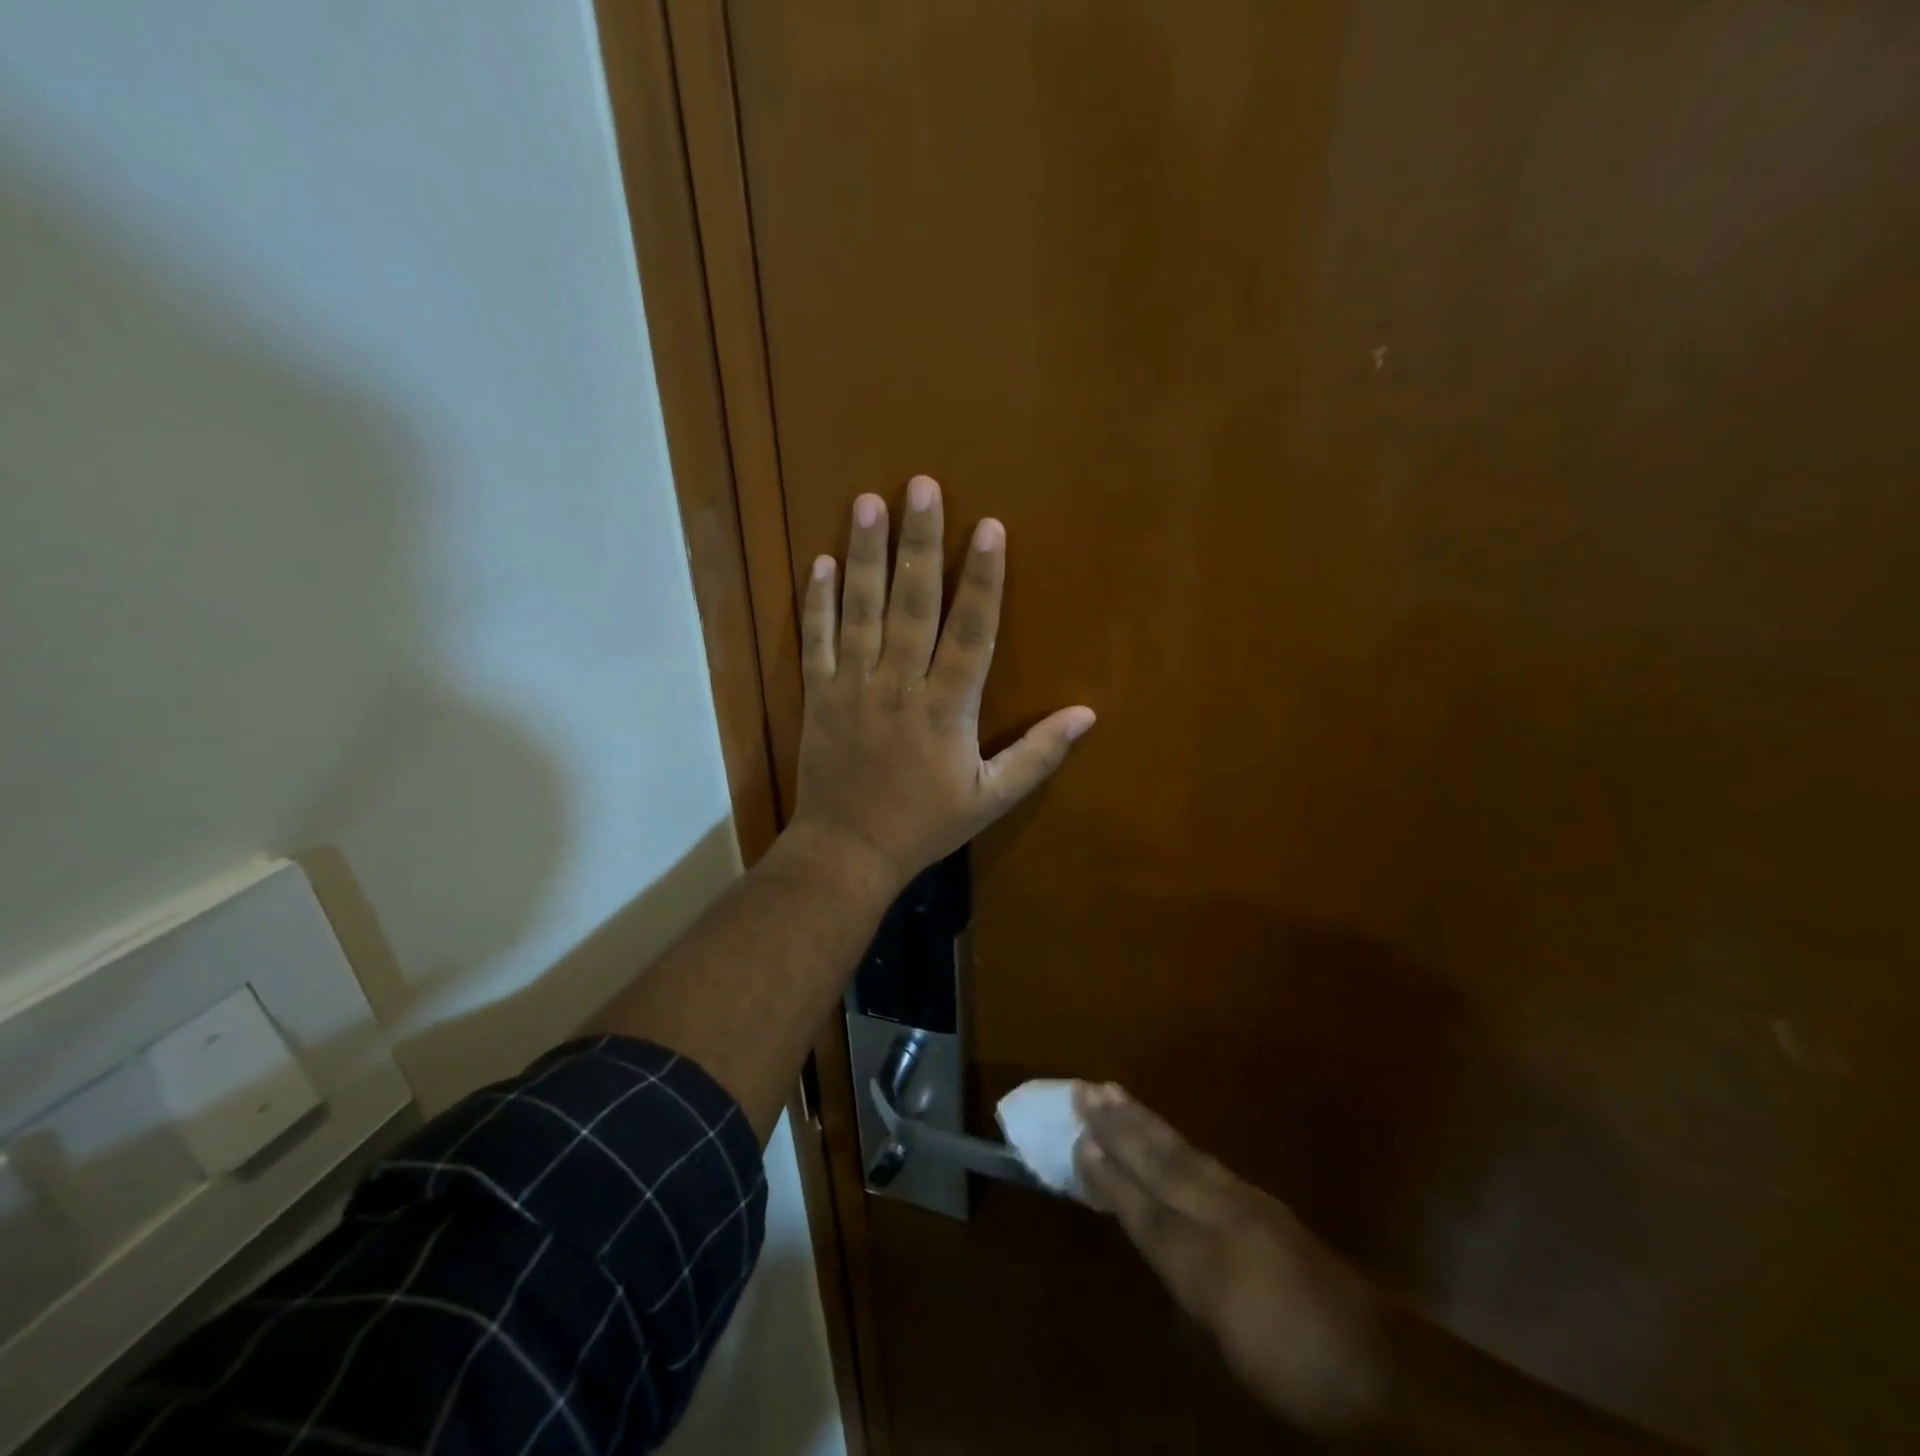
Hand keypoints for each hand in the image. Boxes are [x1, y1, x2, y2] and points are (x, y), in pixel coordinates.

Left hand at [789, 476, 1094, 890]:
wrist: (848, 852)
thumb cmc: (925, 824)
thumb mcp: (991, 798)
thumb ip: (1038, 754)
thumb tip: (1087, 715)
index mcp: (946, 708)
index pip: (971, 632)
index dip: (982, 579)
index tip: (989, 527)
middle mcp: (899, 685)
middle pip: (913, 604)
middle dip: (920, 543)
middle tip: (920, 486)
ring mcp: (852, 686)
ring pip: (861, 610)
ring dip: (865, 555)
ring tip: (867, 502)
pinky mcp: (818, 694)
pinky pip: (816, 640)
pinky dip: (817, 601)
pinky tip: (821, 561)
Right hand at [1073, 1084, 1389, 1441]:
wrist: (1383, 1365)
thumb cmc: (1295, 1365)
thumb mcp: (1228, 1343)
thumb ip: (1182, 1281)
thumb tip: (1145, 1230)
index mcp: (1210, 1258)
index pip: (1146, 1209)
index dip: (1109, 1176)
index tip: (1076, 1138)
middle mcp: (1225, 1216)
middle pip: (1163, 1164)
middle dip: (1120, 1127)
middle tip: (1085, 1089)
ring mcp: (1248, 1203)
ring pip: (1184, 1153)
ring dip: (1144, 1121)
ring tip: (1114, 1092)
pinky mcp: (1265, 1204)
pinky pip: (1206, 1160)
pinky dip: (1175, 1140)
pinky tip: (1164, 1132)